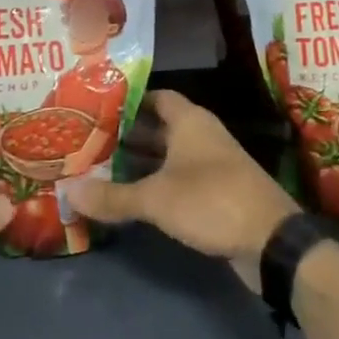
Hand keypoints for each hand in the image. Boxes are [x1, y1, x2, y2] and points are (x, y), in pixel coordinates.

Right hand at [68, 89, 297, 288]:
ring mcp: (211, 164)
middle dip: (127, 135)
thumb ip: (112, 195)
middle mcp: (201, 135)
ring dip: (140, 162)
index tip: (97, 108)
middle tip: (89, 141)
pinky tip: (131, 197)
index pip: (155, 97)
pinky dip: (156, 183)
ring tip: (100, 168)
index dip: (128, 101)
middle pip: (159, 127)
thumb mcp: (156, 199)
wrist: (271, 242)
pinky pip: (178, 179)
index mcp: (189, 121)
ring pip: (167, 155)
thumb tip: (67, 190)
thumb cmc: (211, 201)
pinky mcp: (216, 193)